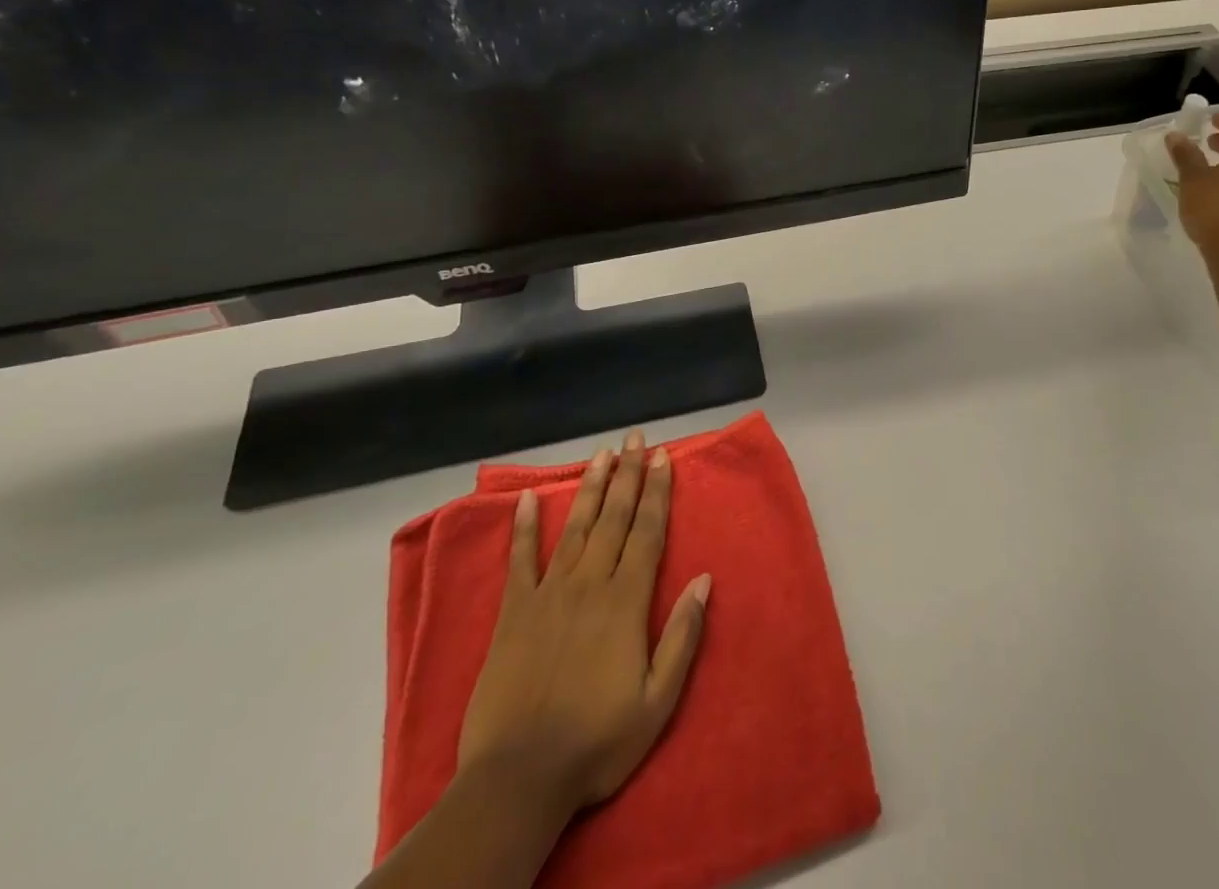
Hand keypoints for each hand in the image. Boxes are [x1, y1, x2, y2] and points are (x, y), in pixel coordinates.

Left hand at [458, 431, 710, 820]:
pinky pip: (519, 561)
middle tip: (636, 438)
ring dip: (591, 488)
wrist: (517, 779)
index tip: (663, 457)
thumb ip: (682, 637)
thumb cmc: (597, 741)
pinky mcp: (514, 613)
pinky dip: (522, 529)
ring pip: (575, 528)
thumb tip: (705, 579)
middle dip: (629, 475)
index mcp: (625, 601)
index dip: (657, 492)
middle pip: (614, 518)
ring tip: (602, 454)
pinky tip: (524, 500)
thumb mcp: (657, 701)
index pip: (647, 532)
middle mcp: (589, 584)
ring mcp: (548, 594)